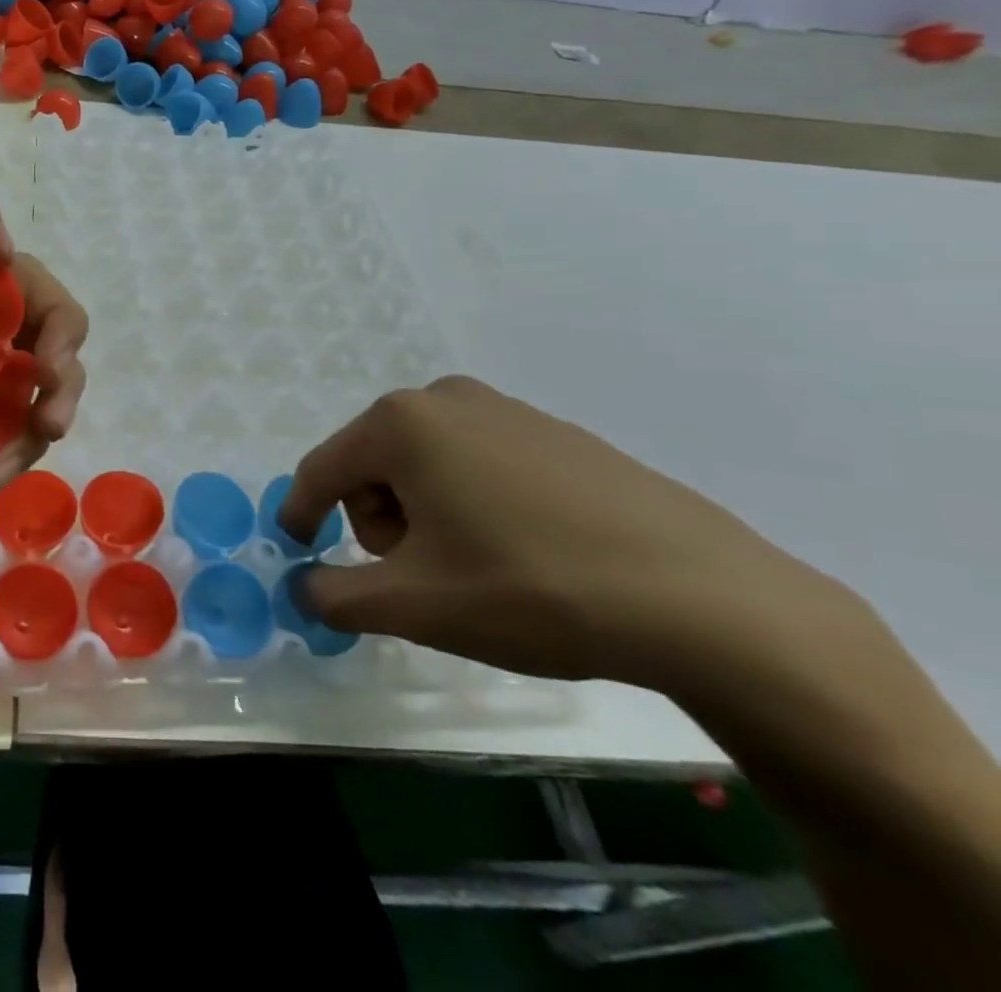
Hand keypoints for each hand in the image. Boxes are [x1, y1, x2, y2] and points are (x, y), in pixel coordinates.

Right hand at [278, 376, 845, 688]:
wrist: (706, 600)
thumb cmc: (531, 589)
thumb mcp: (415, 605)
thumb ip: (336, 595)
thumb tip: (302, 586)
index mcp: (400, 424)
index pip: (320, 469)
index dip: (300, 514)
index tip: (299, 552)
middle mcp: (444, 399)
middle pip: (373, 465)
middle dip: (378, 523)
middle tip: (419, 578)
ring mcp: (505, 410)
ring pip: (425, 464)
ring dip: (423, 515)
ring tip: (473, 569)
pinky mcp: (554, 434)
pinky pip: (478, 463)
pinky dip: (471, 504)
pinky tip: (520, 552)